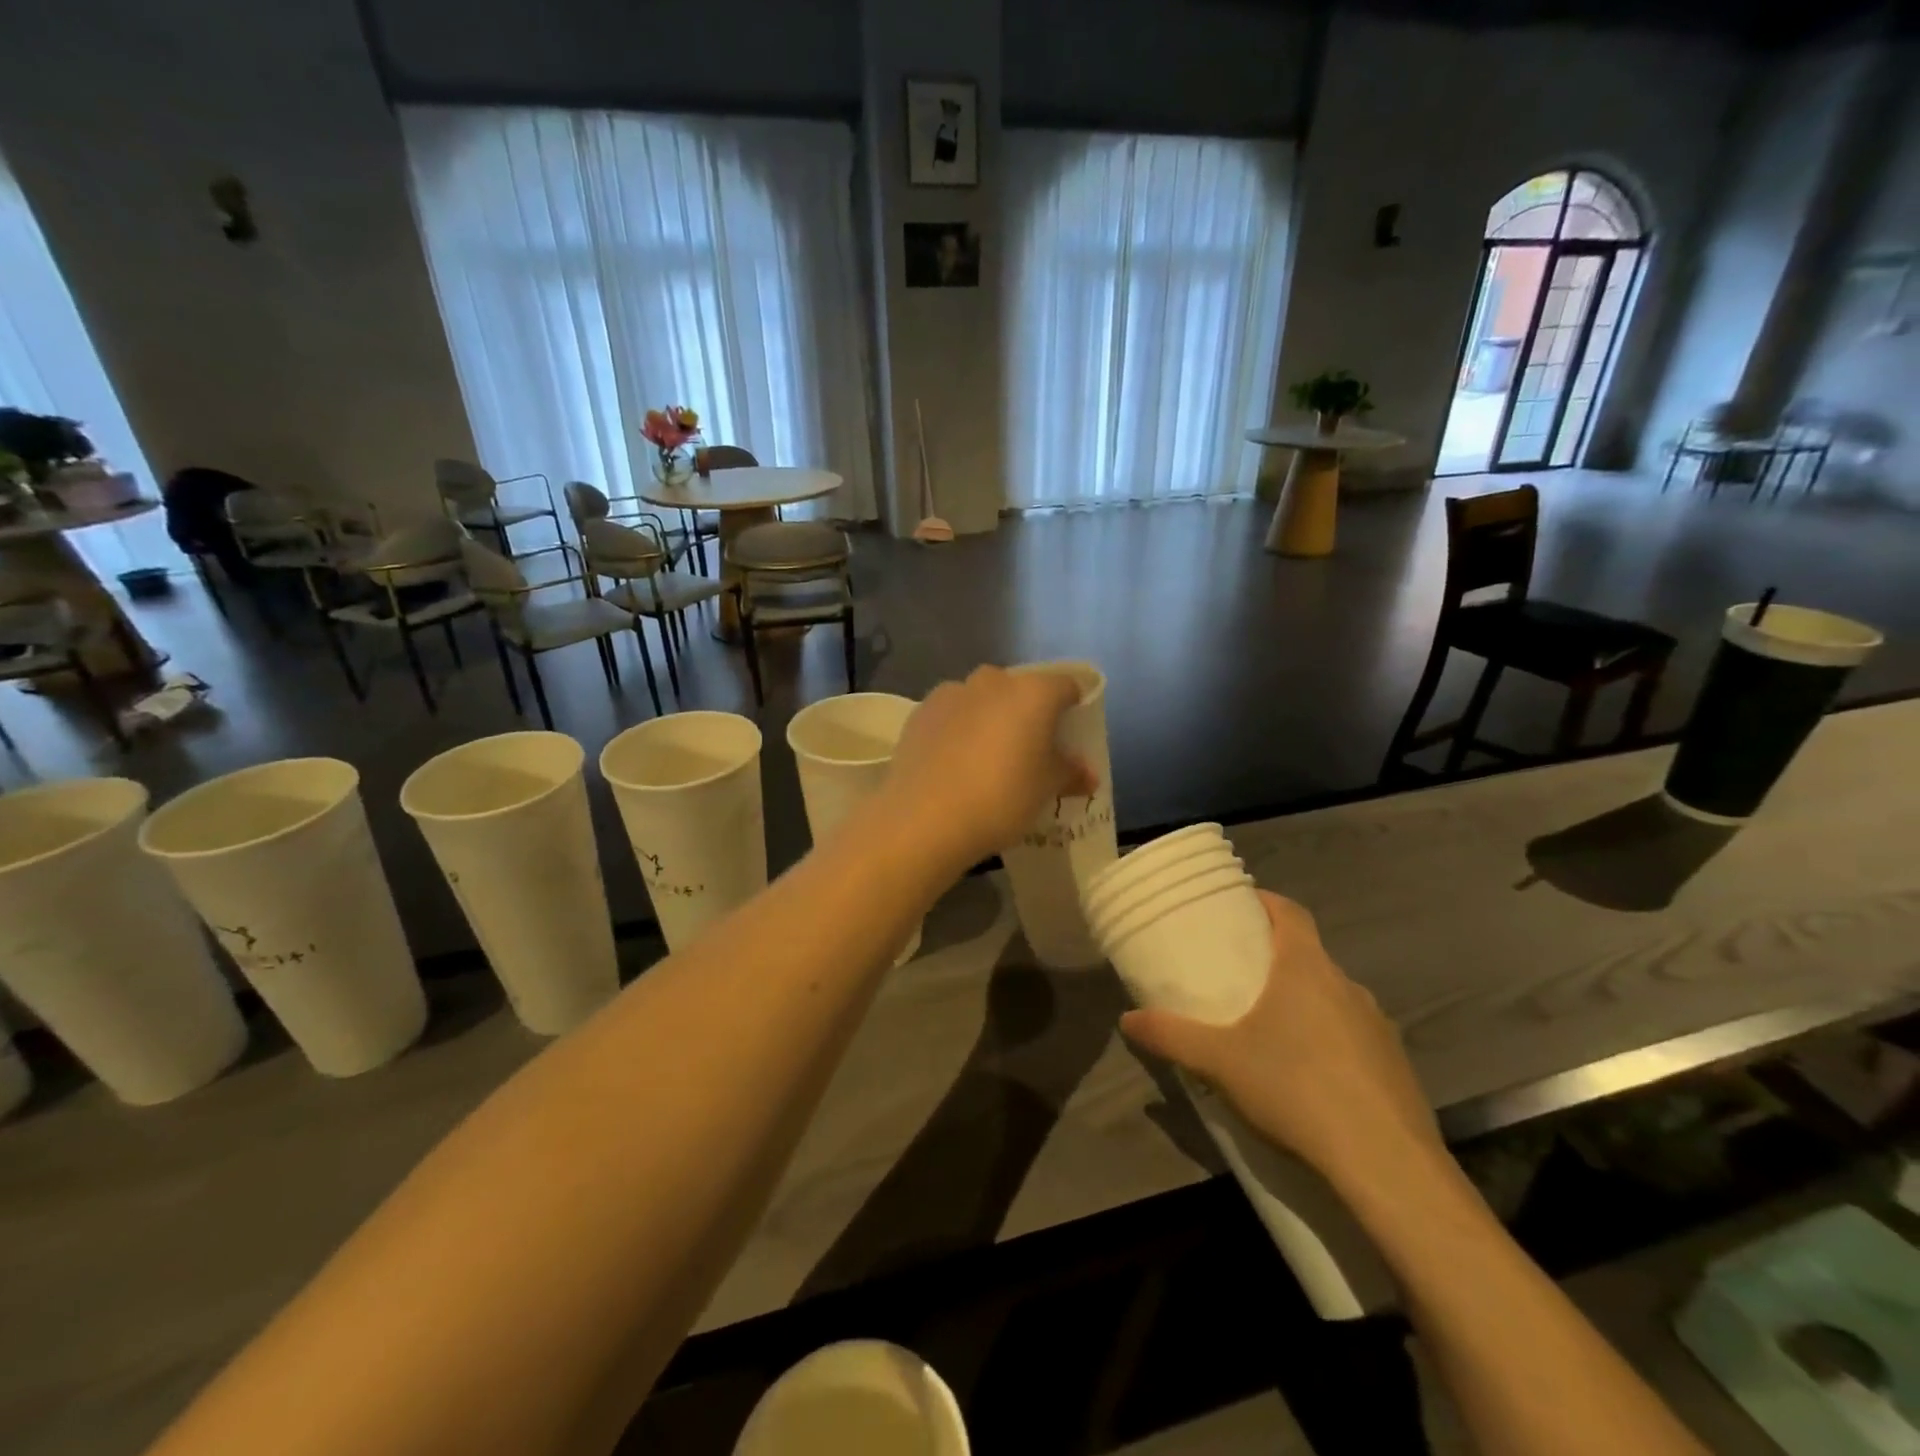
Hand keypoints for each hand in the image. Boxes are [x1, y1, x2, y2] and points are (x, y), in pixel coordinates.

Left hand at [881, 666, 1096, 870]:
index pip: (1066, 686)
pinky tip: (955, 763)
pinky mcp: (920, 713)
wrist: (924, 817)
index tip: (1072, 735)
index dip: (1074, 707)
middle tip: (1030, 750)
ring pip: (982, 699)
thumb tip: (1087, 773)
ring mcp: (952, 693)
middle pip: (1020, 689)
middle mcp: (993, 681)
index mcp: (1033, 692)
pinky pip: (951, 715)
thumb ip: (1070, 773)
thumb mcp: (1046, 790)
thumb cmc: (1001, 798)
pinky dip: (958, 730)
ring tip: (988, 758)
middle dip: (1028, 713)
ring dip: (990, 718)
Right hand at [1120, 891, 1446, 1200]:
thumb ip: (1170, 1036)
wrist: (1388, 1166)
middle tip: (1239, 975)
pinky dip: (1329, 1042)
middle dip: (1275, 959)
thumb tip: (1126, 1020)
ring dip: (1303, 1003)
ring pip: (1332, 998)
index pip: (1290, 912)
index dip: (1265, 901)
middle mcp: (1347, 986)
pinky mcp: (1397, 1067)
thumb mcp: (1219, 1062)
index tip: (1239, 905)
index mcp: (1306, 968)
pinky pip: (1354, 1037)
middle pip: (1308, 955)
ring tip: (1269, 1029)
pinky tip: (1309, 1078)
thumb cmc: (1296, 1089)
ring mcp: (1378, 1027)